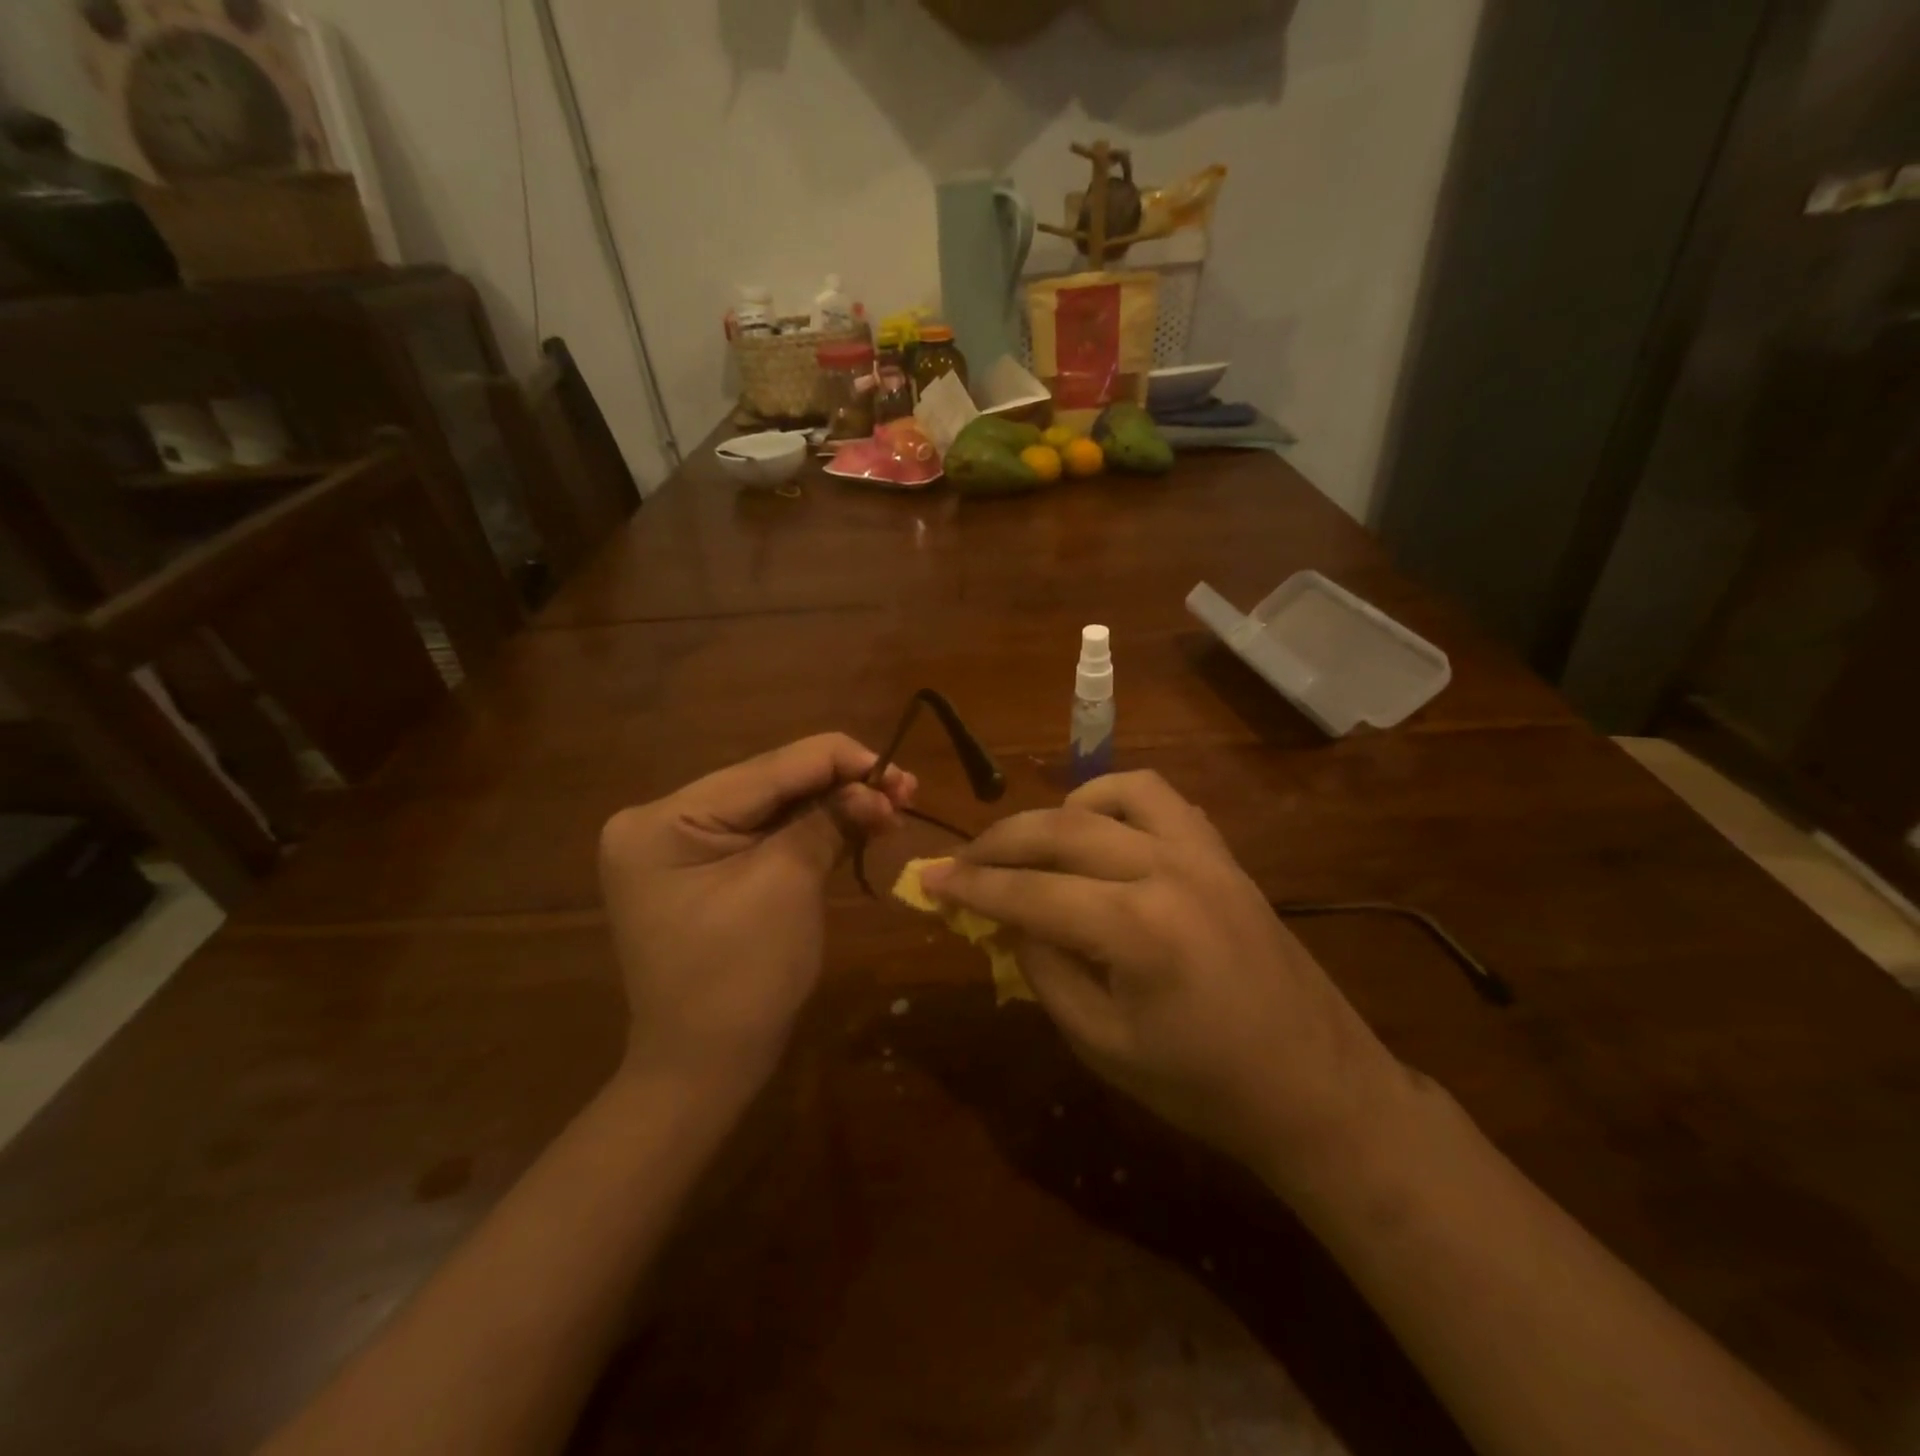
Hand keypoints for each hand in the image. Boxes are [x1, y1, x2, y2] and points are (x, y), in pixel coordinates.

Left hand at [599, 734, 914, 1105]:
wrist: (703, 1069)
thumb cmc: (741, 980)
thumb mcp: (787, 886)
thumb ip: (828, 821)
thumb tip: (877, 785)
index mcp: (664, 820)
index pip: (766, 769)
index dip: (838, 761)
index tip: (898, 770)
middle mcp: (662, 819)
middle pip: (769, 783)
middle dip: (840, 785)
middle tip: (906, 789)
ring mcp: (679, 844)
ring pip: (772, 806)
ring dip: (833, 805)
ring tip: (892, 805)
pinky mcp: (702, 866)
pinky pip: (764, 834)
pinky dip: (812, 829)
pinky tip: (856, 822)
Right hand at [921, 771, 1404, 1188]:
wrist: (1313, 1086)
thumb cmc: (1202, 1085)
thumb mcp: (1102, 1043)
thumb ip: (1046, 971)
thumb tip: (1009, 919)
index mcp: (1137, 929)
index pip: (1029, 893)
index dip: (971, 887)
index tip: (927, 879)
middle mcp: (1166, 870)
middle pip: (1060, 830)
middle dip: (999, 842)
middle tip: (962, 860)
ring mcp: (1202, 853)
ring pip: (1112, 794)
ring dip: (1059, 812)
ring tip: (1035, 845)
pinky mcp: (1222, 853)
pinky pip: (1159, 799)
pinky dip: (1114, 802)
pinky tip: (1100, 833)